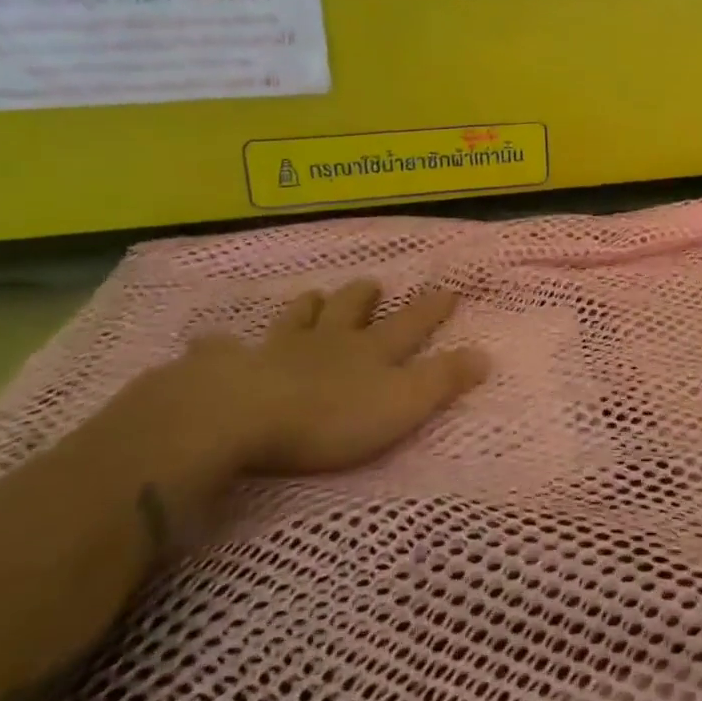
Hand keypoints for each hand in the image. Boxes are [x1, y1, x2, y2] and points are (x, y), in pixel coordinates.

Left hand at [136, 280, 489, 482]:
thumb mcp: (403, 403)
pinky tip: (214, 342)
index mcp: (369, 351)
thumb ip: (444, 380)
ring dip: (307, 307)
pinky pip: (222, 350)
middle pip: (348, 311)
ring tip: (312, 296)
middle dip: (363, 297)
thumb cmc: (330, 417)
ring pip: (295, 320)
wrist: (239, 417)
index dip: (431, 307)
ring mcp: (274, 351)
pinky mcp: (225, 369)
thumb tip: (487, 355)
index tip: (448, 289)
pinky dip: (222, 345)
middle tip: (371, 283)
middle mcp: (326, 342)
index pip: (410, 324)